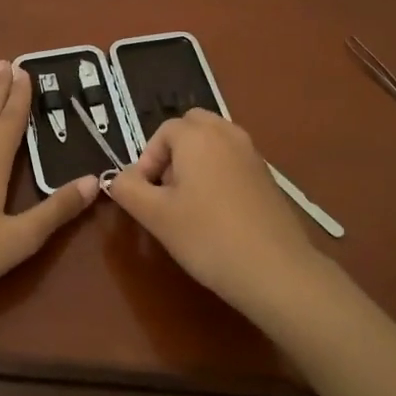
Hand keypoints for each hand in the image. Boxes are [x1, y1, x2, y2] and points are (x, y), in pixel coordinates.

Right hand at [105, 108, 330, 319]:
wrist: (275, 269)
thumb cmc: (207, 237)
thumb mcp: (155, 216)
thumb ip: (128, 189)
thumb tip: (120, 177)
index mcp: (198, 135)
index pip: (163, 132)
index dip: (147, 160)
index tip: (145, 195)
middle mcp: (227, 134)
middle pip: (192, 126)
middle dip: (173, 151)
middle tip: (166, 190)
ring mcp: (252, 153)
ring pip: (215, 141)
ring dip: (196, 161)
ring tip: (190, 203)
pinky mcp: (267, 176)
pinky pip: (233, 160)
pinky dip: (219, 173)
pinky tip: (218, 213)